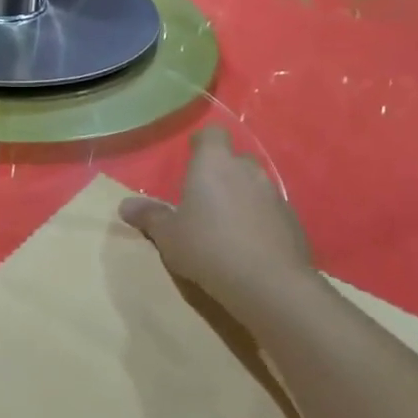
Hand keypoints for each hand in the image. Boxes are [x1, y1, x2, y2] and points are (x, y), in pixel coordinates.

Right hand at [119, 128, 317, 320]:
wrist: (269, 283)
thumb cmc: (208, 247)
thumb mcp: (168, 235)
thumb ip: (149, 216)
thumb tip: (125, 205)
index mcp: (214, 164)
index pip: (212, 134)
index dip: (202, 143)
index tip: (190, 158)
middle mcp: (247, 170)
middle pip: (234, 159)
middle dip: (221, 172)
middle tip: (203, 197)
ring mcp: (274, 194)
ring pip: (254, 185)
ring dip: (241, 197)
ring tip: (225, 224)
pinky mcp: (293, 220)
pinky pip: (270, 210)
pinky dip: (259, 219)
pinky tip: (248, 245)